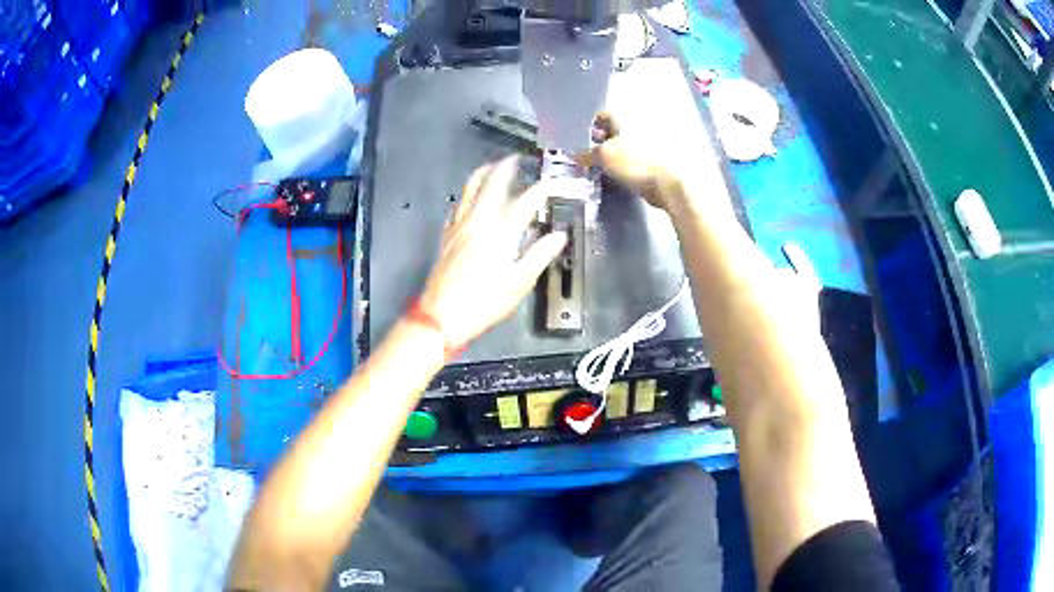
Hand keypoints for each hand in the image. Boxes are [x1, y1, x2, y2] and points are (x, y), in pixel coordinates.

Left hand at [418, 156, 568, 348]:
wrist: (441, 316)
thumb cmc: (483, 302)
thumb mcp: (518, 283)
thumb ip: (539, 255)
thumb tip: (560, 236)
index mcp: (500, 231)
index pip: (527, 200)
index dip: (545, 188)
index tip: (558, 182)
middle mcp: (478, 220)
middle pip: (492, 183)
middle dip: (506, 167)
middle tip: (517, 159)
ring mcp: (458, 226)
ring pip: (469, 188)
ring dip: (483, 174)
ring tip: (493, 167)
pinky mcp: (446, 235)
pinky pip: (457, 205)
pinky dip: (467, 194)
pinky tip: (470, 198)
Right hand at [580, 113, 684, 211]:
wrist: (670, 182)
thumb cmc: (635, 162)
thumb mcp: (603, 157)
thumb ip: (587, 155)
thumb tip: (576, 156)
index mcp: (625, 117)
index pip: (602, 115)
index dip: (591, 126)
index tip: (583, 141)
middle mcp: (639, 124)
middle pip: (615, 130)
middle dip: (602, 141)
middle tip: (591, 157)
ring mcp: (652, 141)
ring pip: (626, 144)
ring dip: (615, 155)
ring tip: (605, 169)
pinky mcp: (659, 158)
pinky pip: (636, 158)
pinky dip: (627, 164)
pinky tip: (621, 176)